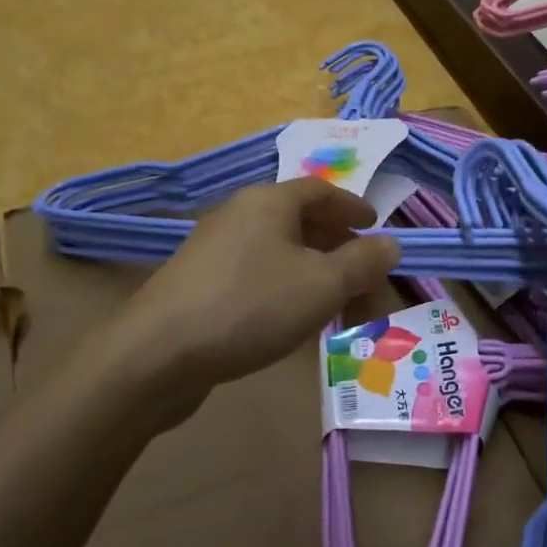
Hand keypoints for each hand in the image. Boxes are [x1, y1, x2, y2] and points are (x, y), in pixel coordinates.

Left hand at [123, 179, 402, 394]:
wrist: (155, 356)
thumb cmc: (250, 306)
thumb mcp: (322, 284)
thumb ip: (363, 262)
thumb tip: (392, 244)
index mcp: (269, 202)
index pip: (321, 191)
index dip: (353, 207)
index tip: (376, 227)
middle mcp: (240, 215)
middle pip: (301, 222)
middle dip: (339, 248)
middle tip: (364, 276)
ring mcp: (214, 249)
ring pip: (279, 252)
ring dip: (315, 273)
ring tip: (335, 306)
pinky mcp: (198, 284)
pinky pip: (256, 274)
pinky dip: (285, 287)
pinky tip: (292, 321)